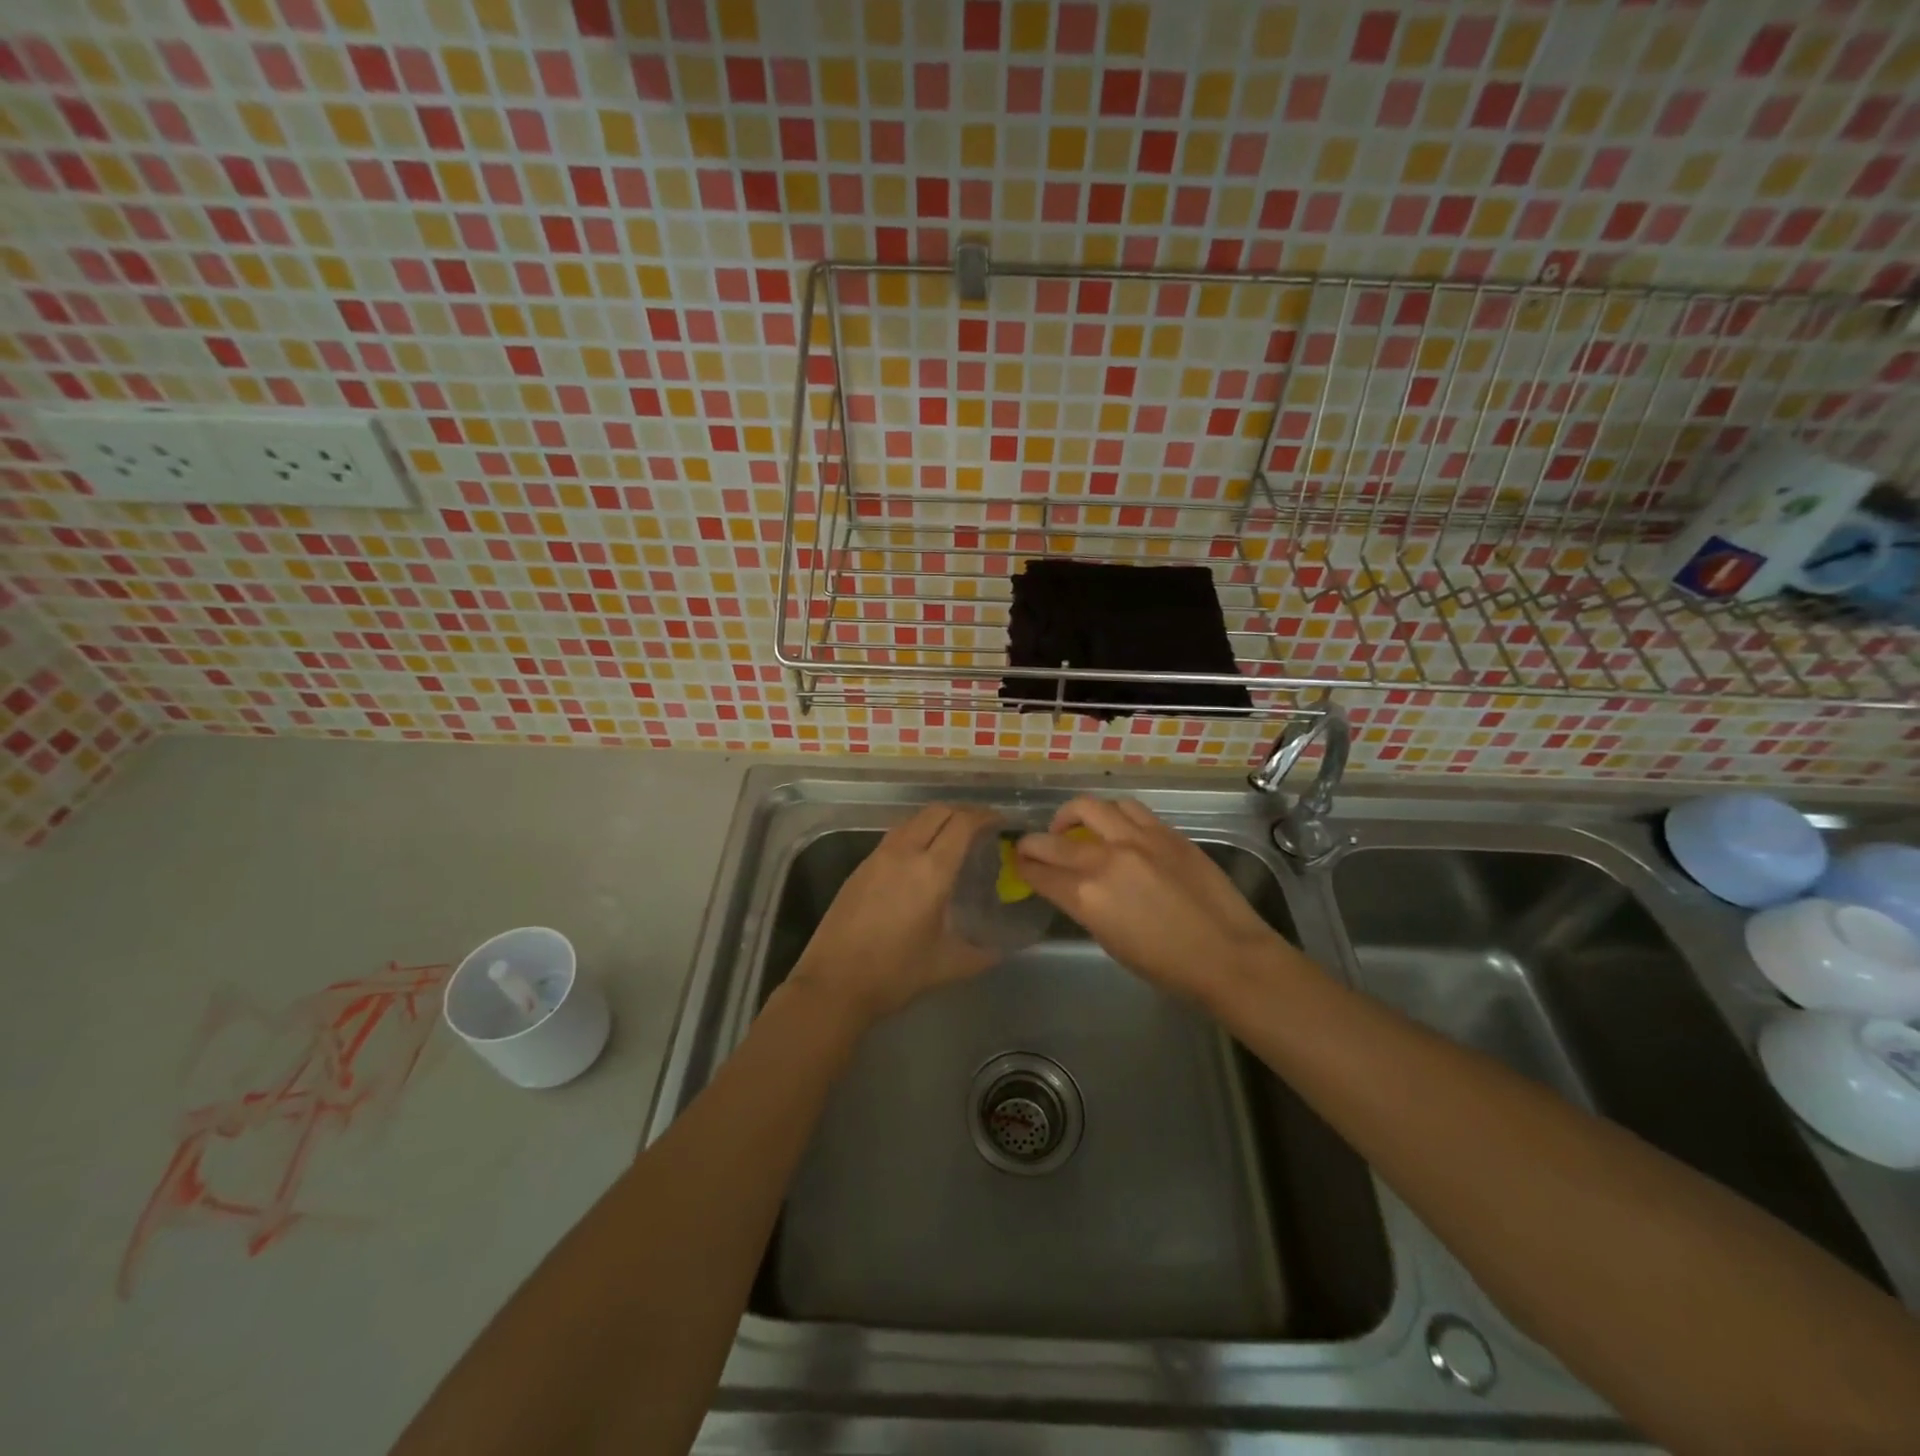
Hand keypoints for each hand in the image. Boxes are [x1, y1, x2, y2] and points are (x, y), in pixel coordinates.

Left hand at [788, 803, 1000, 1026]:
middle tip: (980, 828)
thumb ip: (982, 955)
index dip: (984, 816)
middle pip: (936, 812)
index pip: (962, 824)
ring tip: (952, 839)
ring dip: (936, 820)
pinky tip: (920, 859)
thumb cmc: (894, 974)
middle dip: (962, 812)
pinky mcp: (860, 868)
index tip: (1000, 822)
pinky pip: (894, 837)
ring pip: (912, 820)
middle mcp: (904, 853)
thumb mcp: (947, 966)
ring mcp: (877, 857)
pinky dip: (915, 834)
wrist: (833, 984)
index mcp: (930, 871)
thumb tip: (1002, 950)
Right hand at [1015, 796, 1288, 1005]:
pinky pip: (1128, 809)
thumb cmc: (1166, 966)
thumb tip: (1073, 888)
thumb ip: (1085, 907)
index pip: (1040, 873)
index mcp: (1087, 897)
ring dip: (1071, 815)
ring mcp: (1137, 839)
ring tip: (1071, 826)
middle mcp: (1105, 859)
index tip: (1018, 864)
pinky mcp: (1165, 831)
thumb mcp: (1110, 942)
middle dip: (1033, 842)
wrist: (1228, 954)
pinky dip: (1111, 813)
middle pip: (1053, 839)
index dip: (1024, 867)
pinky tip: (1113, 824)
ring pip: (1090, 807)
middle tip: (1030, 845)